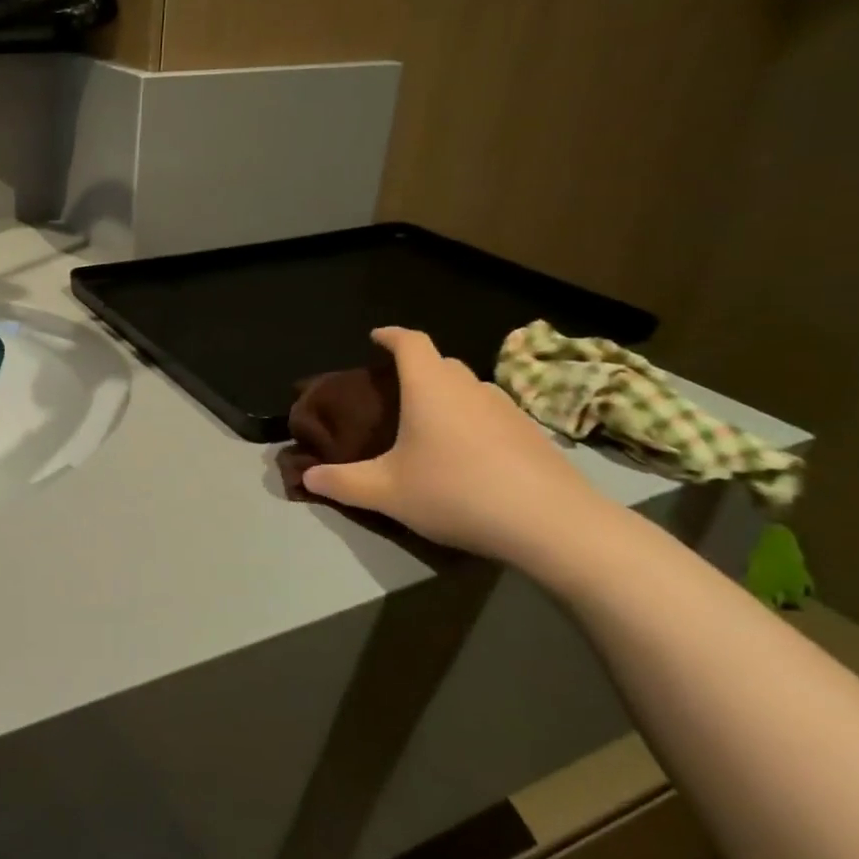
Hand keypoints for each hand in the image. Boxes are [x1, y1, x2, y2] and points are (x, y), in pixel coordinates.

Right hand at [299, 327, 604, 565]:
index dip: (391, 336)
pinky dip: (474, 420)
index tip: (376, 337)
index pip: (411, 343)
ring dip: (448, 394)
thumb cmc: (457, 493)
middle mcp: (470, 388)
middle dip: (417, 367)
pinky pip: (493, 413)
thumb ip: (342, 482)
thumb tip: (307, 477)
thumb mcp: (387, 493)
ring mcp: (508, 409)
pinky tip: (469, 455)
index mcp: (430, 389)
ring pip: (470, 388)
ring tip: (430, 424)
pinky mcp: (533, 434)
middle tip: (396, 390)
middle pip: (441, 362)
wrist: (552, 523)